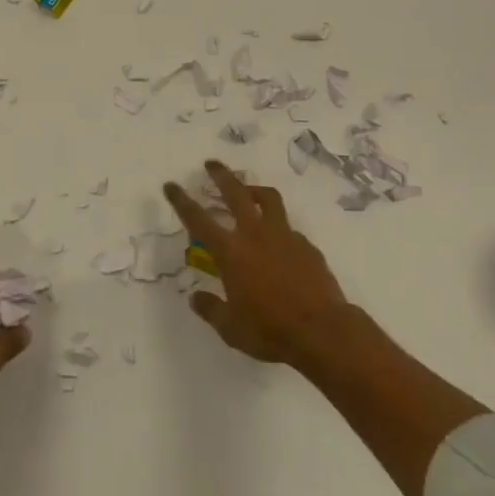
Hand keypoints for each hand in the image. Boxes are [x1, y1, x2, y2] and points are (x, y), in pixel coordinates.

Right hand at [163, 160, 352, 370]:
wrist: (323, 331)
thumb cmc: (270, 330)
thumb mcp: (231, 328)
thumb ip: (211, 309)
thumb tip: (196, 298)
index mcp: (230, 252)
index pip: (198, 219)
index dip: (181, 200)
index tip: (171, 184)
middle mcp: (255, 235)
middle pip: (235, 193)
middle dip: (221, 176)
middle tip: (211, 164)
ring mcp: (284, 236)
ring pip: (268, 199)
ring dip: (254, 190)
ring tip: (248, 191)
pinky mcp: (307, 246)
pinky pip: (288, 229)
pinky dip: (278, 228)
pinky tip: (278, 244)